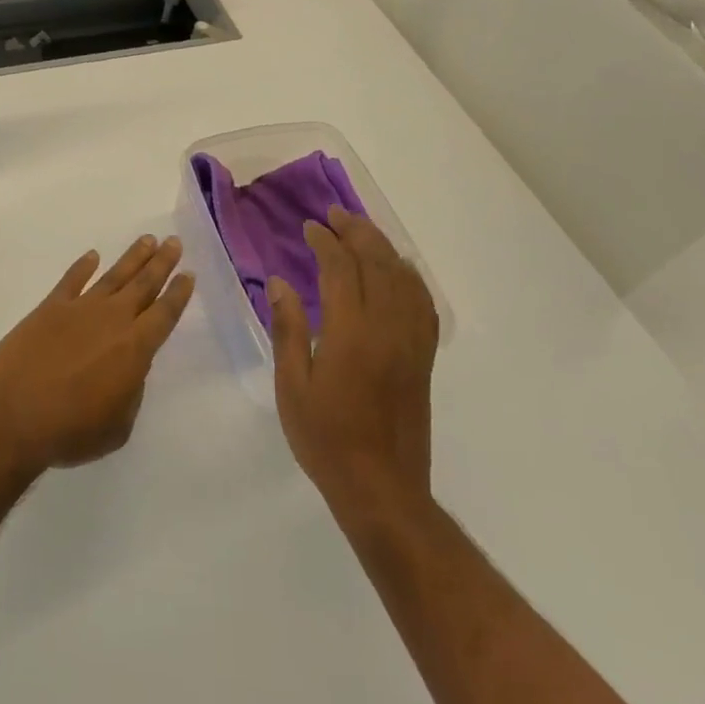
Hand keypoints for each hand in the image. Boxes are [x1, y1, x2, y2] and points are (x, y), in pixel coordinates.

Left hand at [0, 236, 192, 475]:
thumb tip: (128, 369)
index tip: (188, 274)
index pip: (164, 313)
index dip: (178, 293)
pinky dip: (83, 266)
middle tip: (174, 242)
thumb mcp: (117, 426)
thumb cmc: (70, 430)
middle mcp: (112, 320)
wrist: (13, 416)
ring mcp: (80, 309)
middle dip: (161, 262)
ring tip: (147, 240)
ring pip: (114, 276)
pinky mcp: (50, 308)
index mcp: (135, 348)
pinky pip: (71, 280)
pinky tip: (93, 256)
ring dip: (133, 257)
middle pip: (143, 284)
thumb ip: (130, 393)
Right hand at [268, 208, 437, 516]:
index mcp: (351, 333)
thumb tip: (280, 282)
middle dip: (356, 232)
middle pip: (377, 263)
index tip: (310, 227)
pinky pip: (423, 304)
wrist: (382, 489)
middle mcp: (387, 328)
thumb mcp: (292, 386)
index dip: (325, 241)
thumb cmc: (326, 439)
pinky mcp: (424, 358)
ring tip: (363, 231)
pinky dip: (410, 277)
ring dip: (383, 247)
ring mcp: (411, 342)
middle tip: (335, 214)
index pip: (341, 268)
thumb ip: (288, 329)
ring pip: (404, 278)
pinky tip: (397, 271)